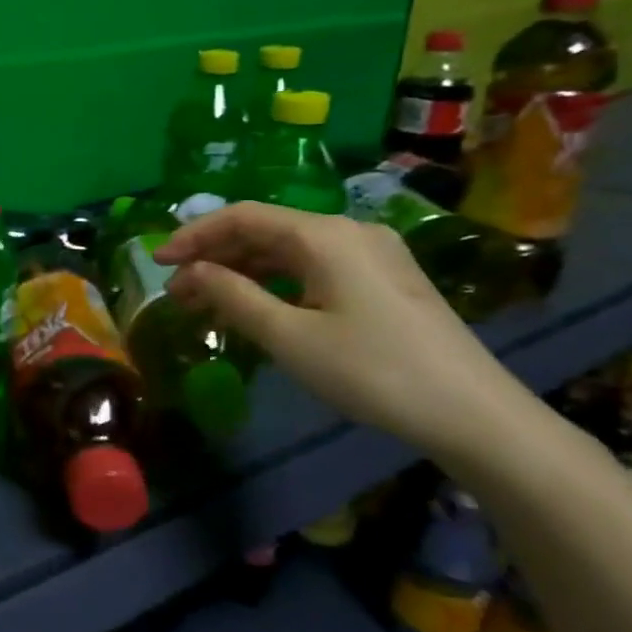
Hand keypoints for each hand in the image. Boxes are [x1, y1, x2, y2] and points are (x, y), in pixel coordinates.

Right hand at [154, 201, 532, 458]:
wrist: (474, 414)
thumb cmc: (371, 371)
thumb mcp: (289, 336)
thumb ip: (232, 296)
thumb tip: (190, 272)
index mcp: (324, 235)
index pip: (242, 216)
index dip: (194, 235)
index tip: (158, 263)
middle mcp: (348, 231)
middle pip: (265, 230)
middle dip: (215, 257)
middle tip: (177, 292)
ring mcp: (372, 254)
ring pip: (289, 251)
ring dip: (242, 272)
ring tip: (206, 304)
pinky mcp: (385, 280)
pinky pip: (314, 268)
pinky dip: (276, 283)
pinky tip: (257, 309)